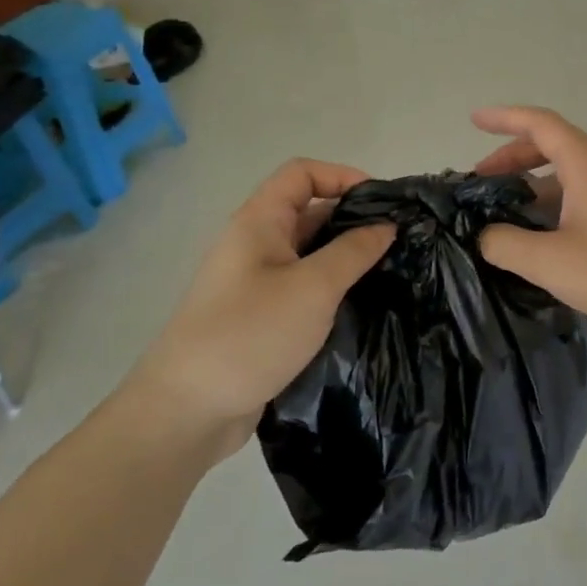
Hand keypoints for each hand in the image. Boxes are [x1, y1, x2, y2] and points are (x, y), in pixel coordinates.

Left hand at [125, 159, 392, 459]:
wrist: (187, 411)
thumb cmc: (250, 334)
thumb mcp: (313, 287)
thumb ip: (354, 251)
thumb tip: (386, 226)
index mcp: (258, 223)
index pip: (302, 174)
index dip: (342, 176)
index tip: (382, 202)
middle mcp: (255, 245)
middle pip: (309, 211)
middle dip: (354, 219)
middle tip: (399, 239)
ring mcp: (257, 283)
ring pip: (310, 253)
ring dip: (347, 257)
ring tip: (391, 271)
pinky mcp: (262, 317)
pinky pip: (304, 287)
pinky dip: (333, 288)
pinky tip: (362, 305)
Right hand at [471, 106, 586, 331]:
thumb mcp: (551, 262)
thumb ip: (506, 244)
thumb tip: (486, 234)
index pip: (540, 123)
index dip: (503, 118)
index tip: (473, 119)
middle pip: (554, 144)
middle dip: (513, 156)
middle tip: (481, 181)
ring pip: (571, 169)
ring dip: (535, 181)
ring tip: (505, 209)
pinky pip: (586, 188)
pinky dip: (557, 197)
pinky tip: (544, 230)